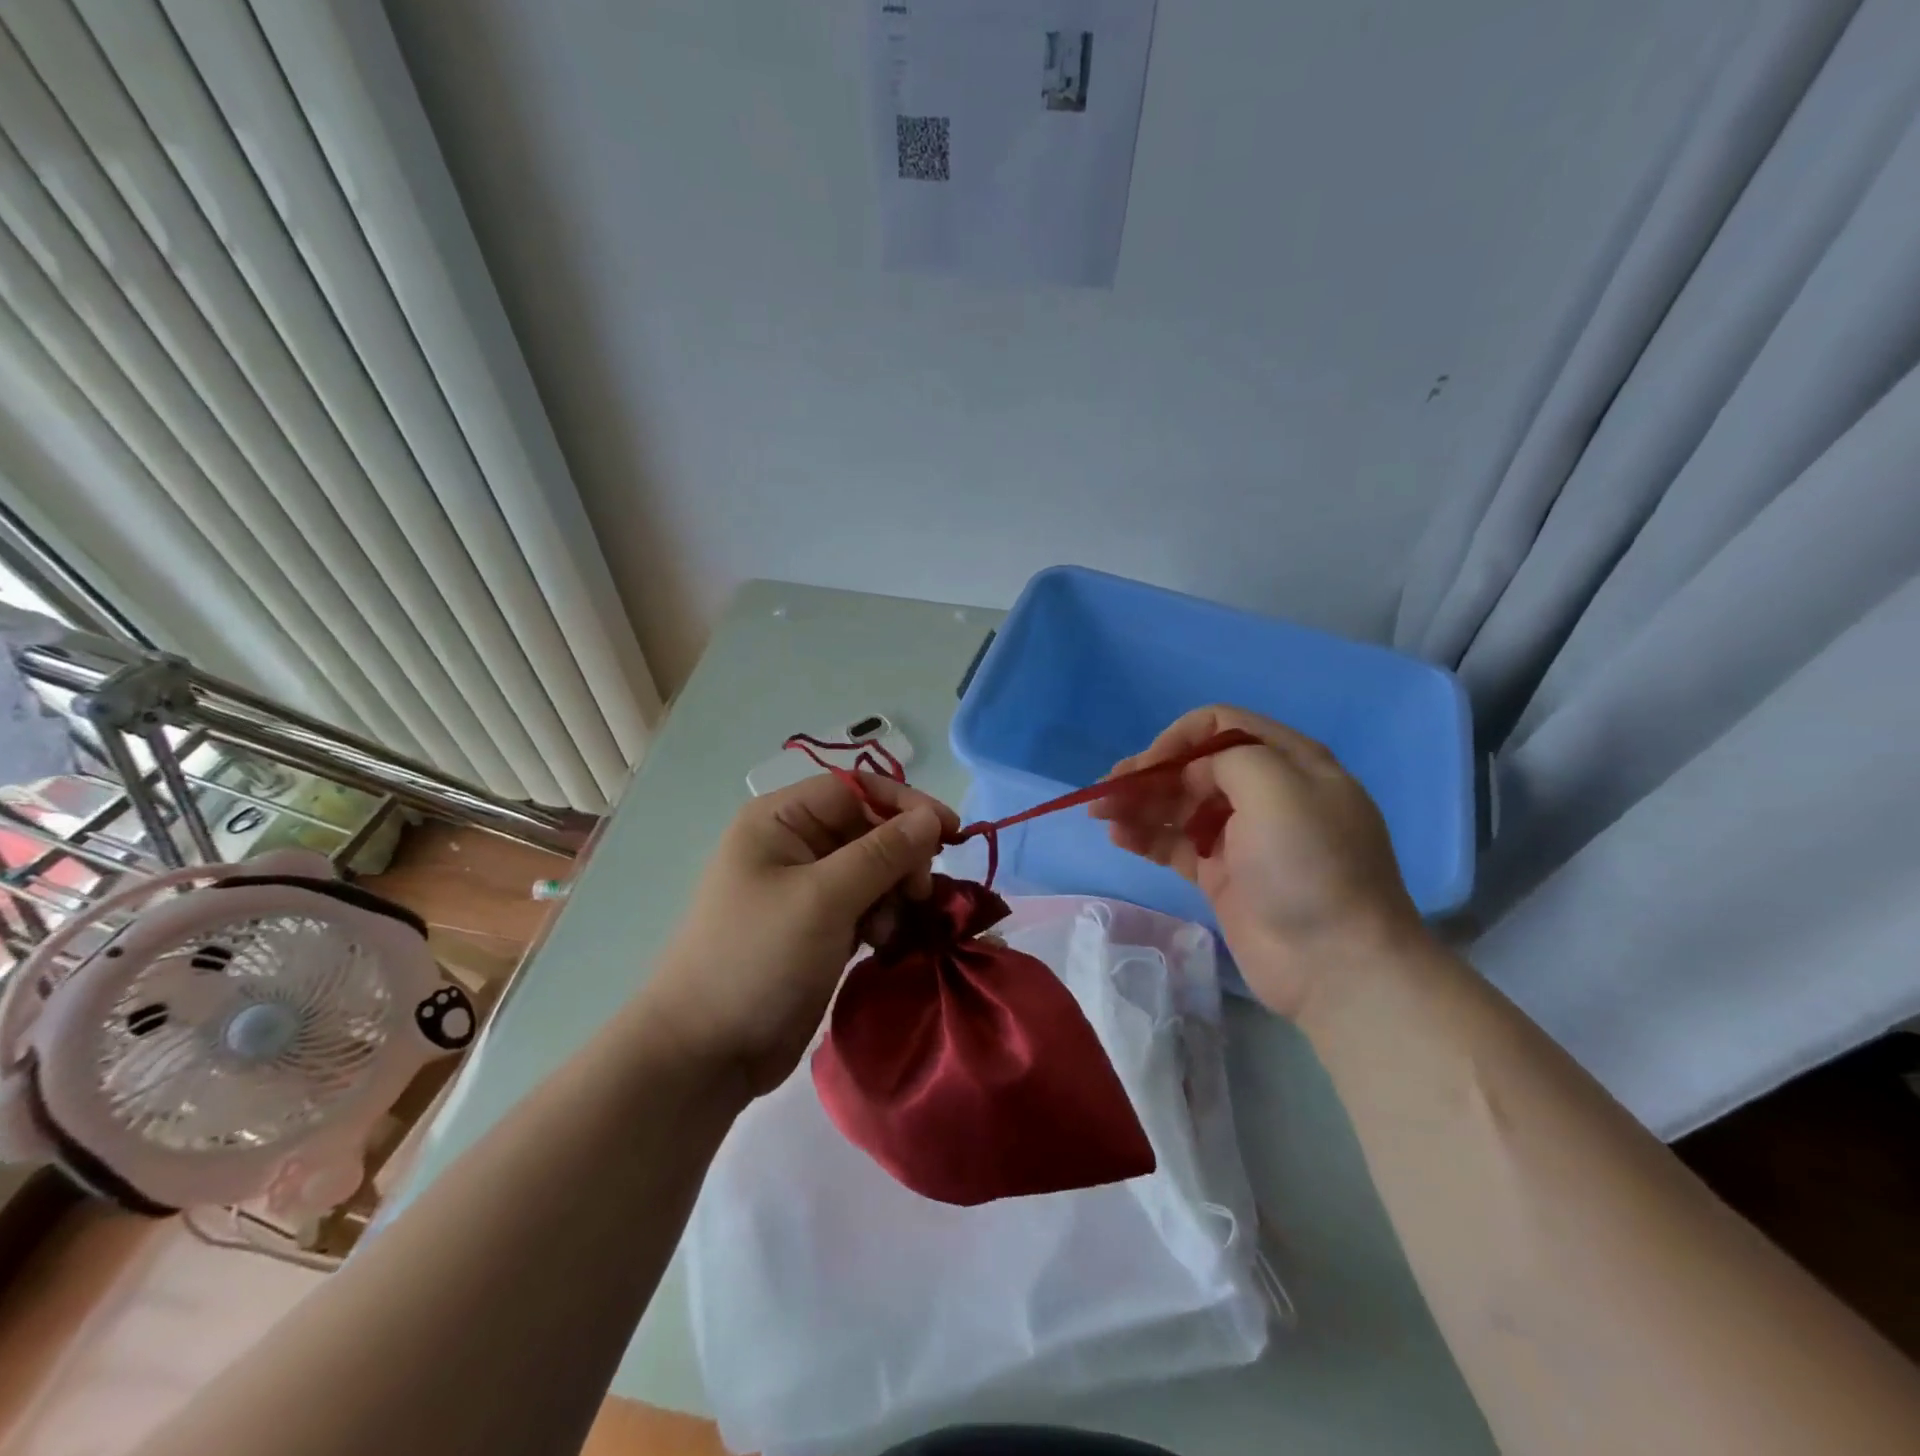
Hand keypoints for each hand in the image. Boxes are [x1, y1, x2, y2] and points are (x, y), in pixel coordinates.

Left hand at [644, 773, 959, 1096]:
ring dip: (894, 894)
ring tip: (888, 930)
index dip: (906, 805)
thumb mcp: (824, 899)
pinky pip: (867, 905)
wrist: (705, 1054)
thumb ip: (882, 853)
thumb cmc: (757, 959)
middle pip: (870, 829)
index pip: (857, 789)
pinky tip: (884, 943)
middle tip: (916, 895)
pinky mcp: (820, 928)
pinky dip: (884, 919)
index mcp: (781, 820)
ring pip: (875, 870)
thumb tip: (932, 816)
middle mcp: (794, 845)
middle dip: (901, 858)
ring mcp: (807, 889)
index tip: (952, 833)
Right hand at [1090, 705, 1425, 1019]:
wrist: (1336, 964)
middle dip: (1148, 774)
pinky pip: (1175, 844)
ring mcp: (1242, 836)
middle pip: (1193, 767)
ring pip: (1178, 806)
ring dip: (1139, 804)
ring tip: (1102, 815)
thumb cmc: (1308, 865)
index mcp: (1288, 762)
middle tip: (1107, 791)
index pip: (1221, 726)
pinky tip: (1118, 837)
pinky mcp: (1222, 875)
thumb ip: (1229, 759)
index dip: (1178, 739)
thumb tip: (1193, 776)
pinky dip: (1146, 836)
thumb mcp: (1279, 788)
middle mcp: (1263, 792)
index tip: (1149, 766)